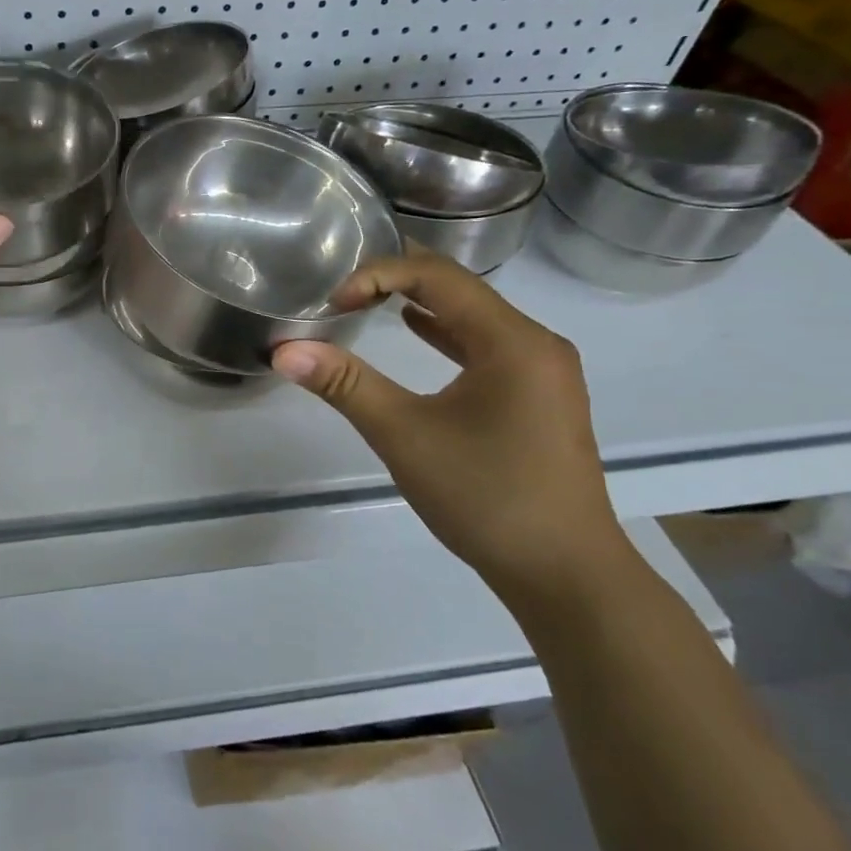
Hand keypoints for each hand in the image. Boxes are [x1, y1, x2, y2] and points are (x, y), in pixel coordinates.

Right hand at [271, 253, 629, 603]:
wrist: (566, 575)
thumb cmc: (486, 497)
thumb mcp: (404, 436)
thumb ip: (345, 385)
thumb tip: (284, 351)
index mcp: (512, 340)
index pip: (437, 276)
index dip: (378, 274)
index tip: (333, 302)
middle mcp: (535, 342)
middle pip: (459, 287)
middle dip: (398, 279)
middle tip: (342, 284)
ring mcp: (543, 370)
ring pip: (473, 315)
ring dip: (421, 303)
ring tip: (368, 298)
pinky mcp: (539, 396)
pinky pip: (485, 344)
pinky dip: (444, 332)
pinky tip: (415, 330)